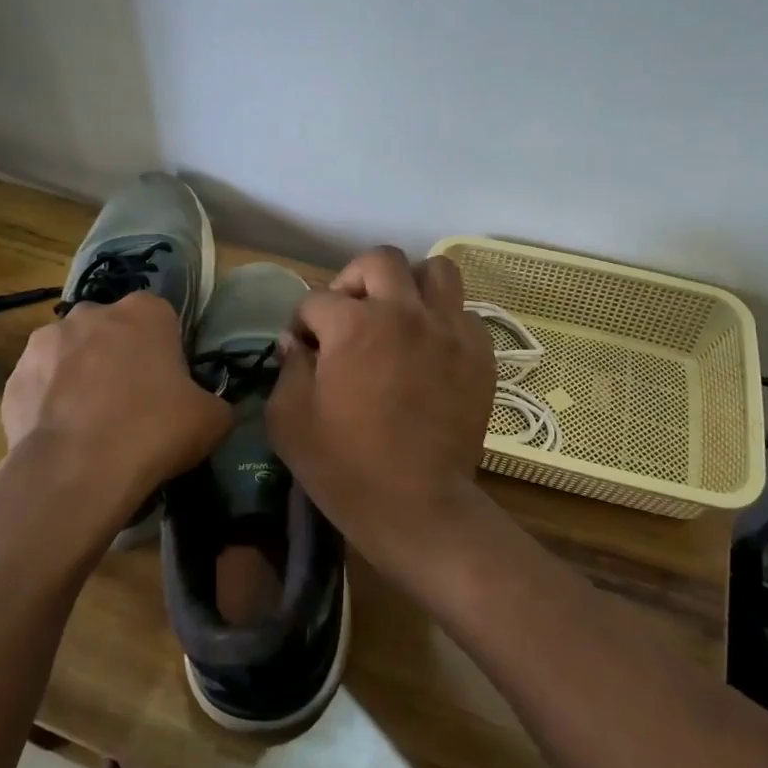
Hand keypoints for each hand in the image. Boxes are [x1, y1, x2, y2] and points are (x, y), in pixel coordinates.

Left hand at [0, 292, 230, 533]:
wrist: (78, 470)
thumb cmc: (154, 429)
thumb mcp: (212, 419)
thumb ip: (214, 402)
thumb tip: (207, 408)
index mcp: (145, 312)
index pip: (162, 320)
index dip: (166, 353)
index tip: (169, 386)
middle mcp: (91, 313)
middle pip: (111, 331)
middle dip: (118, 358)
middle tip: (132, 404)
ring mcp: (45, 342)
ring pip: (71, 355)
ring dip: (80, 377)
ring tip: (92, 425)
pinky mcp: (14, 377)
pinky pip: (40, 386)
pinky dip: (50, 404)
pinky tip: (63, 438)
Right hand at [267, 247, 496, 579]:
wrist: (418, 507)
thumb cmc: (345, 467)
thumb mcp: (290, 422)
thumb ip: (288, 369)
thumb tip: (295, 343)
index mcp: (354, 325)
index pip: (318, 299)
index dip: (302, 322)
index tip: (304, 348)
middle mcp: (405, 313)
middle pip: (380, 260)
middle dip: (354, 279)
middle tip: (348, 314)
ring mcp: (448, 330)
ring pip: (435, 271)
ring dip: (410, 285)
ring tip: (398, 316)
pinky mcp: (479, 354)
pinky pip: (463, 314)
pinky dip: (443, 321)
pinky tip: (430, 350)